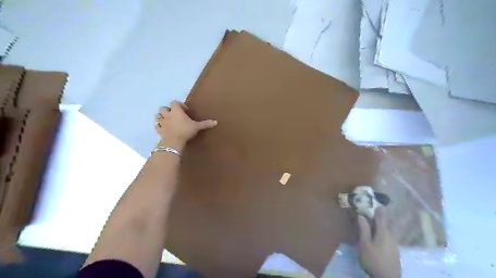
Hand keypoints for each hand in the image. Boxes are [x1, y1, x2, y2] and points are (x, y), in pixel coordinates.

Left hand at [155, 100, 217, 149]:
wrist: (174, 141)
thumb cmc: (185, 131)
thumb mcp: (197, 127)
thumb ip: (205, 124)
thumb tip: (216, 122)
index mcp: (176, 111)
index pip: (175, 102)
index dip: (180, 105)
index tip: (185, 111)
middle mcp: (168, 114)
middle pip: (164, 108)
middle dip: (168, 110)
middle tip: (175, 115)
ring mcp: (162, 122)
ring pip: (158, 115)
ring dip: (162, 116)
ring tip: (168, 120)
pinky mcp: (159, 130)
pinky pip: (157, 126)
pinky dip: (159, 126)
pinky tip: (164, 128)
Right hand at [357, 206, 397, 277]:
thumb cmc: (374, 260)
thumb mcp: (365, 244)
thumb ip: (364, 229)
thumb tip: (361, 215)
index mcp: (383, 232)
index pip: (381, 216)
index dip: (378, 208)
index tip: (376, 201)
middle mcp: (391, 236)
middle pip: (385, 223)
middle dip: (381, 216)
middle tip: (375, 209)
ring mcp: (394, 244)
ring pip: (387, 230)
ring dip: (382, 224)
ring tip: (374, 221)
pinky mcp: (394, 251)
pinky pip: (388, 236)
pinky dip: (383, 232)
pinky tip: (378, 236)